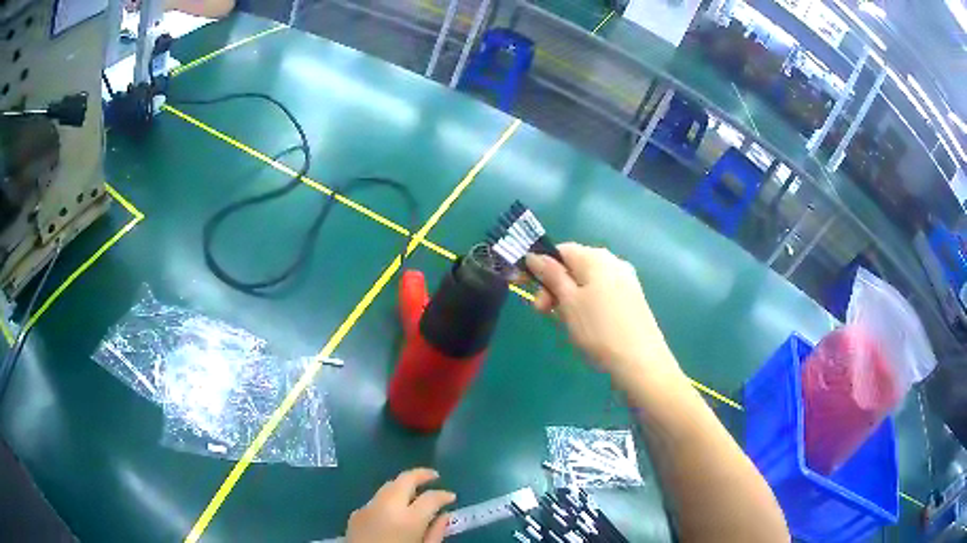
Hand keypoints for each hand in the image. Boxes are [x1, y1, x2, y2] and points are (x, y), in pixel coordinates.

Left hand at [346, 468, 455, 542]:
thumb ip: (436, 533)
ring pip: (388, 486)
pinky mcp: (355, 513)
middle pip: (404, 479)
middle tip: (434, 476)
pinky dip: (388, 499)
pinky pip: (375, 500)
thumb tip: (445, 516)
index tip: (451, 497)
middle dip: (421, 475)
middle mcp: (386, 507)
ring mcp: (368, 508)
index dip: (444, 495)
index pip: (431, 497)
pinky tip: (394, 510)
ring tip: (415, 492)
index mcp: (408, 519)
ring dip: (403, 485)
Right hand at [526, 243, 681, 384]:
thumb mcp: (568, 301)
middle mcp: (613, 262)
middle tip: (543, 313)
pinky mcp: (632, 299)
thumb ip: (550, 275)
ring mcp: (626, 280)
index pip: (561, 251)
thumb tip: (534, 255)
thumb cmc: (599, 329)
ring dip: (569, 299)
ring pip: (586, 283)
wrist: (640, 361)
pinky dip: (586, 305)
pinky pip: (601, 294)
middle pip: (574, 267)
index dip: (540, 268)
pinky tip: (586, 326)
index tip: (528, 291)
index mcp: (596, 257)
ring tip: (566, 323)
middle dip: (554, 287)